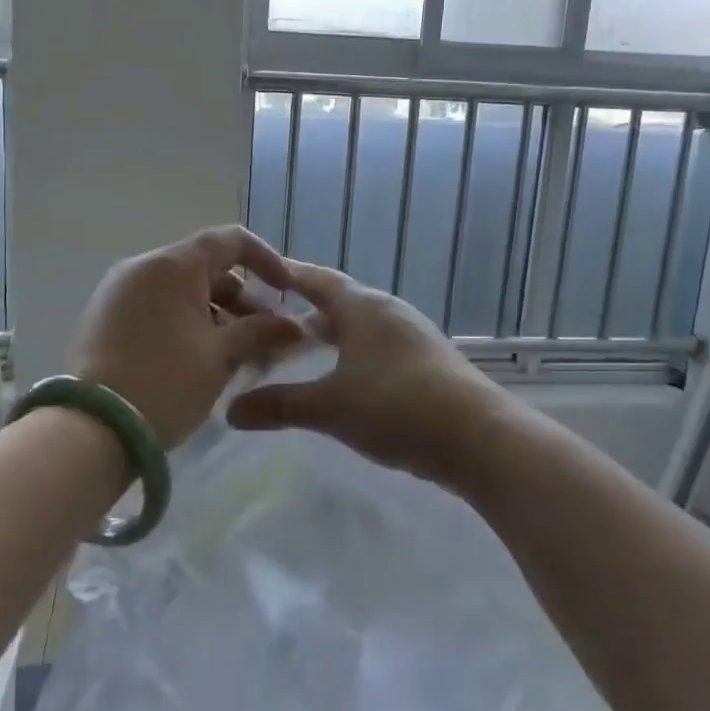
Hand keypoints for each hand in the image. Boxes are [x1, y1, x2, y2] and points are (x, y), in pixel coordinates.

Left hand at [69, 226, 304, 449]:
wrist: (93, 427)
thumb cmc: (167, 381)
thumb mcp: (221, 356)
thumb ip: (261, 332)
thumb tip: (294, 326)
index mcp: (172, 265)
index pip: (229, 240)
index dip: (266, 259)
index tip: (286, 291)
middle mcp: (142, 267)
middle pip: (204, 267)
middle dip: (241, 297)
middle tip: (265, 334)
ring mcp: (117, 291)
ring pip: (179, 290)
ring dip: (214, 312)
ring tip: (236, 352)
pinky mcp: (103, 318)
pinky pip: (154, 307)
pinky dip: (183, 321)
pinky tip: (199, 356)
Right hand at [225, 258, 506, 490]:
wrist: (479, 438)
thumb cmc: (395, 408)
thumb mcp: (329, 408)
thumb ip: (279, 406)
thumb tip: (230, 411)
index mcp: (361, 307)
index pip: (316, 279)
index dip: (288, 275)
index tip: (261, 272)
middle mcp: (388, 310)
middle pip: (340, 300)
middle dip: (307, 308)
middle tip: (274, 320)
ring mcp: (414, 334)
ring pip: (363, 324)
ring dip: (334, 332)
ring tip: (307, 348)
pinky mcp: (430, 359)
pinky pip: (381, 344)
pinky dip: (356, 351)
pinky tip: (350, 378)